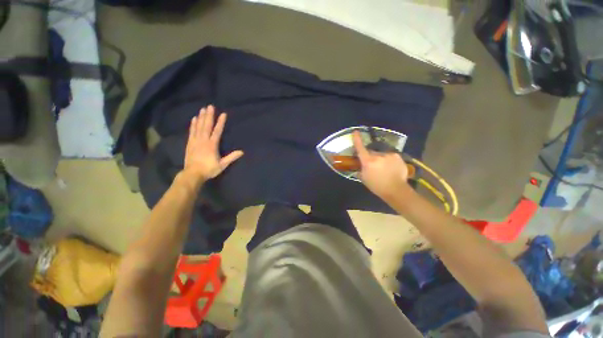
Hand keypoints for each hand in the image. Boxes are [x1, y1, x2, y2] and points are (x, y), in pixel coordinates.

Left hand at [181, 105, 243, 186]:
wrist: (193, 174)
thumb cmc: (209, 169)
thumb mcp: (222, 165)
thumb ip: (231, 157)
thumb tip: (242, 152)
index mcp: (212, 145)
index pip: (217, 131)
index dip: (220, 122)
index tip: (223, 114)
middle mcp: (203, 140)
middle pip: (207, 126)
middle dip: (209, 116)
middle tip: (210, 106)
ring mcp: (195, 141)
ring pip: (198, 127)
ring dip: (201, 117)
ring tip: (202, 109)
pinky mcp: (190, 143)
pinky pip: (191, 132)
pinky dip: (193, 125)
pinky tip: (194, 119)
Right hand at [352, 131, 409, 199]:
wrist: (396, 190)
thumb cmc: (377, 186)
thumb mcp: (364, 179)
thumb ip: (361, 170)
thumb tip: (360, 165)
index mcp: (368, 162)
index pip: (361, 148)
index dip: (357, 140)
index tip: (355, 131)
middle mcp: (378, 156)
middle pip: (371, 152)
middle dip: (371, 157)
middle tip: (373, 166)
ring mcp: (389, 155)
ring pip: (381, 155)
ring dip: (381, 159)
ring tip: (384, 169)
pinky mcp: (397, 156)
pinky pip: (390, 156)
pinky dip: (389, 160)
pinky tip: (391, 168)